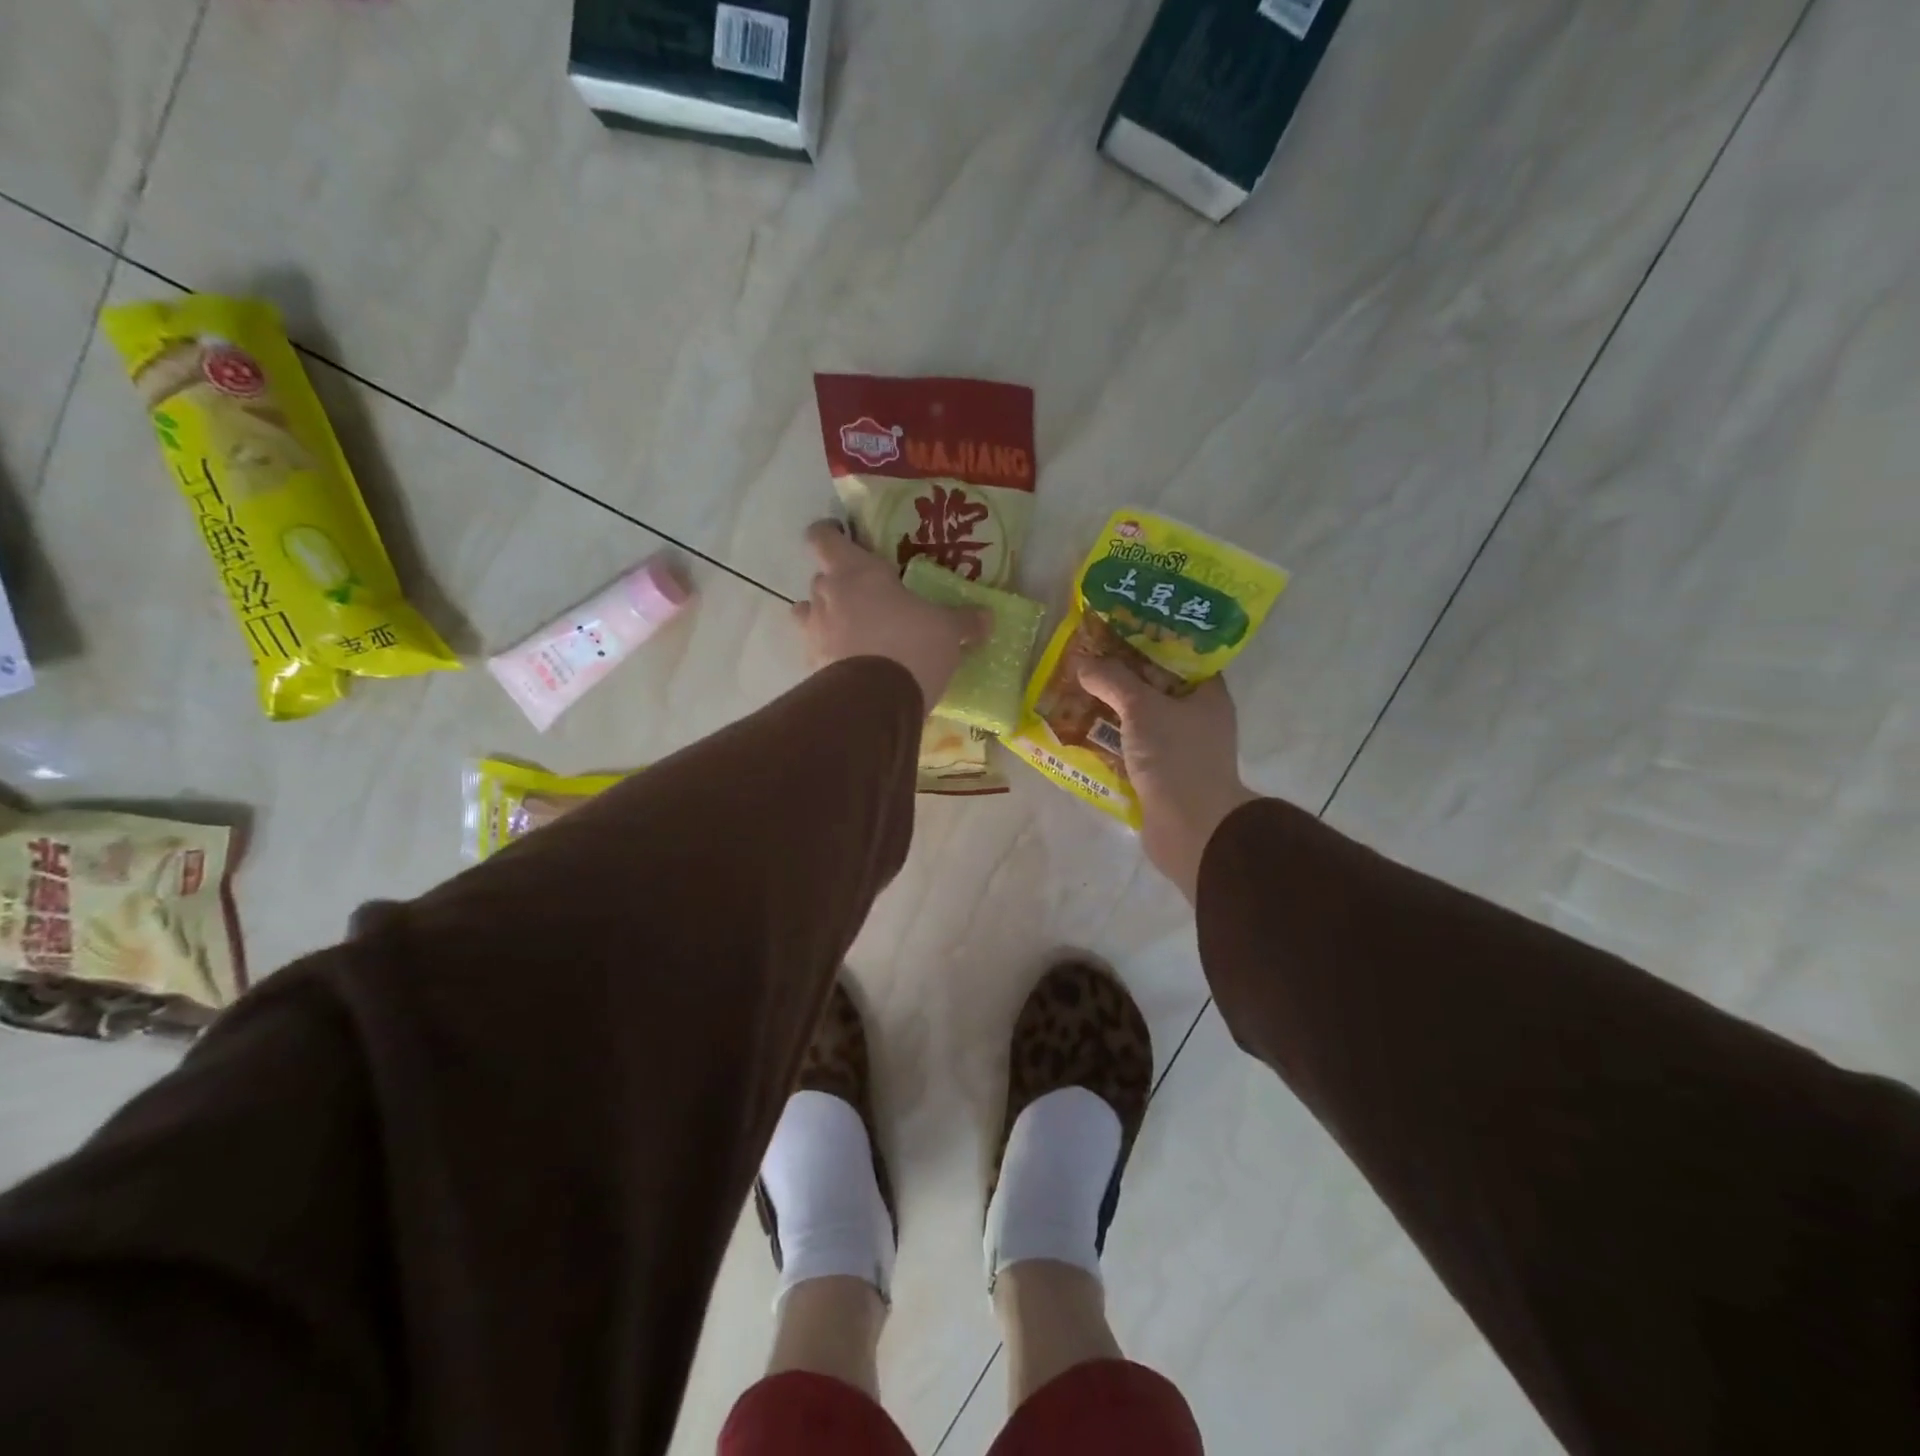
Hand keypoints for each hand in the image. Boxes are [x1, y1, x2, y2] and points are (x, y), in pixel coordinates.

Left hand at [791, 521, 989, 710]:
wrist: (875, 702)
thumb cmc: (911, 646)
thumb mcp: (947, 631)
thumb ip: (964, 621)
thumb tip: (986, 617)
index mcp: (855, 572)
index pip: (823, 537)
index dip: (829, 535)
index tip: (842, 538)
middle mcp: (826, 596)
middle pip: (821, 578)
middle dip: (840, 585)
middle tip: (868, 596)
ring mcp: (813, 632)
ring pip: (809, 613)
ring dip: (826, 618)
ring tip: (852, 631)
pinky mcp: (811, 667)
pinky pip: (816, 651)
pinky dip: (829, 653)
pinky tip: (851, 665)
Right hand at [1076, 659, 1257, 901]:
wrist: (1191, 829)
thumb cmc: (1176, 758)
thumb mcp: (1142, 708)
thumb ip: (1113, 680)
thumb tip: (1082, 661)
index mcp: (1208, 694)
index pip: (1180, 655)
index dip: (1149, 640)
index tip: (1116, 629)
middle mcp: (1198, 717)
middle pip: (1155, 686)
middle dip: (1121, 675)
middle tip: (1087, 659)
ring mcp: (1179, 748)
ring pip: (1141, 718)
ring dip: (1111, 709)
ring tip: (1076, 690)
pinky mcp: (1161, 774)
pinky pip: (1132, 747)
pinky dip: (1111, 739)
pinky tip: (1081, 730)